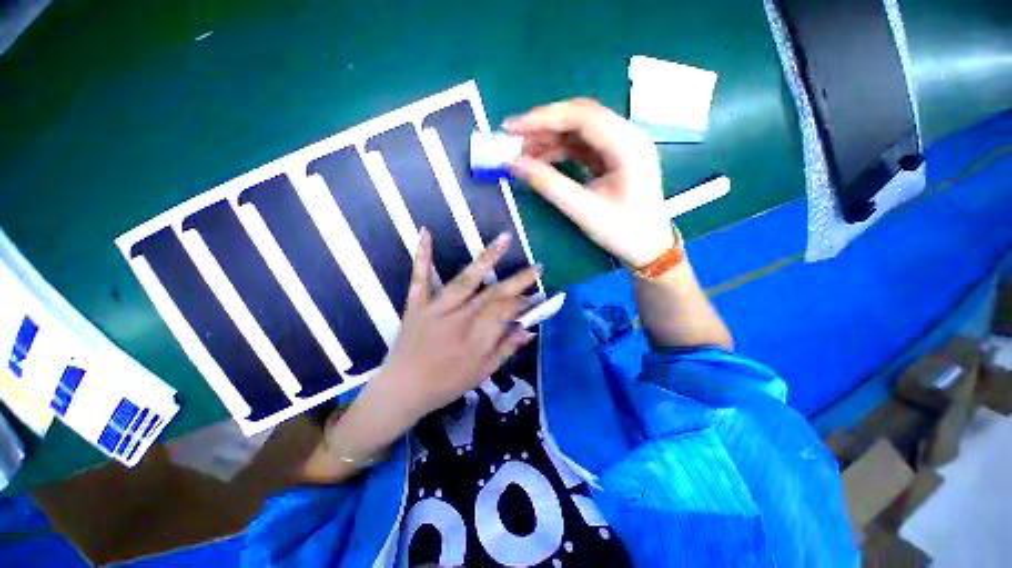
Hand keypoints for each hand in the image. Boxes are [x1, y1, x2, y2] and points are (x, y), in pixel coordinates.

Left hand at [371, 228, 538, 423]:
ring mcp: (436, 308)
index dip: (524, 303)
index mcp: (475, 339)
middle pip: (493, 294)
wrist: (402, 389)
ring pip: (465, 280)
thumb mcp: (482, 372)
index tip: (538, 297)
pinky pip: (420, 277)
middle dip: (518, 280)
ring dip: (487, 258)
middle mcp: (459, 319)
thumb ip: (506, 348)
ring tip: (505, 239)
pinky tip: (426, 232)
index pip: (506, 313)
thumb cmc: (446, 384)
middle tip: (538, 267)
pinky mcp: (417, 304)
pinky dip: (423, 255)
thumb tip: (529, 329)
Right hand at [505, 98, 675, 267]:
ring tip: (523, 154)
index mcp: (627, 144)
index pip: (580, 115)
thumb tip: (513, 164)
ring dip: (549, 139)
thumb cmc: (624, 232)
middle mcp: (627, 136)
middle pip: (579, 117)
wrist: (650, 249)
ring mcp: (620, 147)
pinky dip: (560, 151)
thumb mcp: (583, 210)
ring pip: (578, 131)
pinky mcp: (613, 159)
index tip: (511, 127)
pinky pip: (582, 147)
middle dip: (543, 126)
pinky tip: (542, 160)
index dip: (542, 117)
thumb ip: (548, 184)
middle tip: (513, 140)